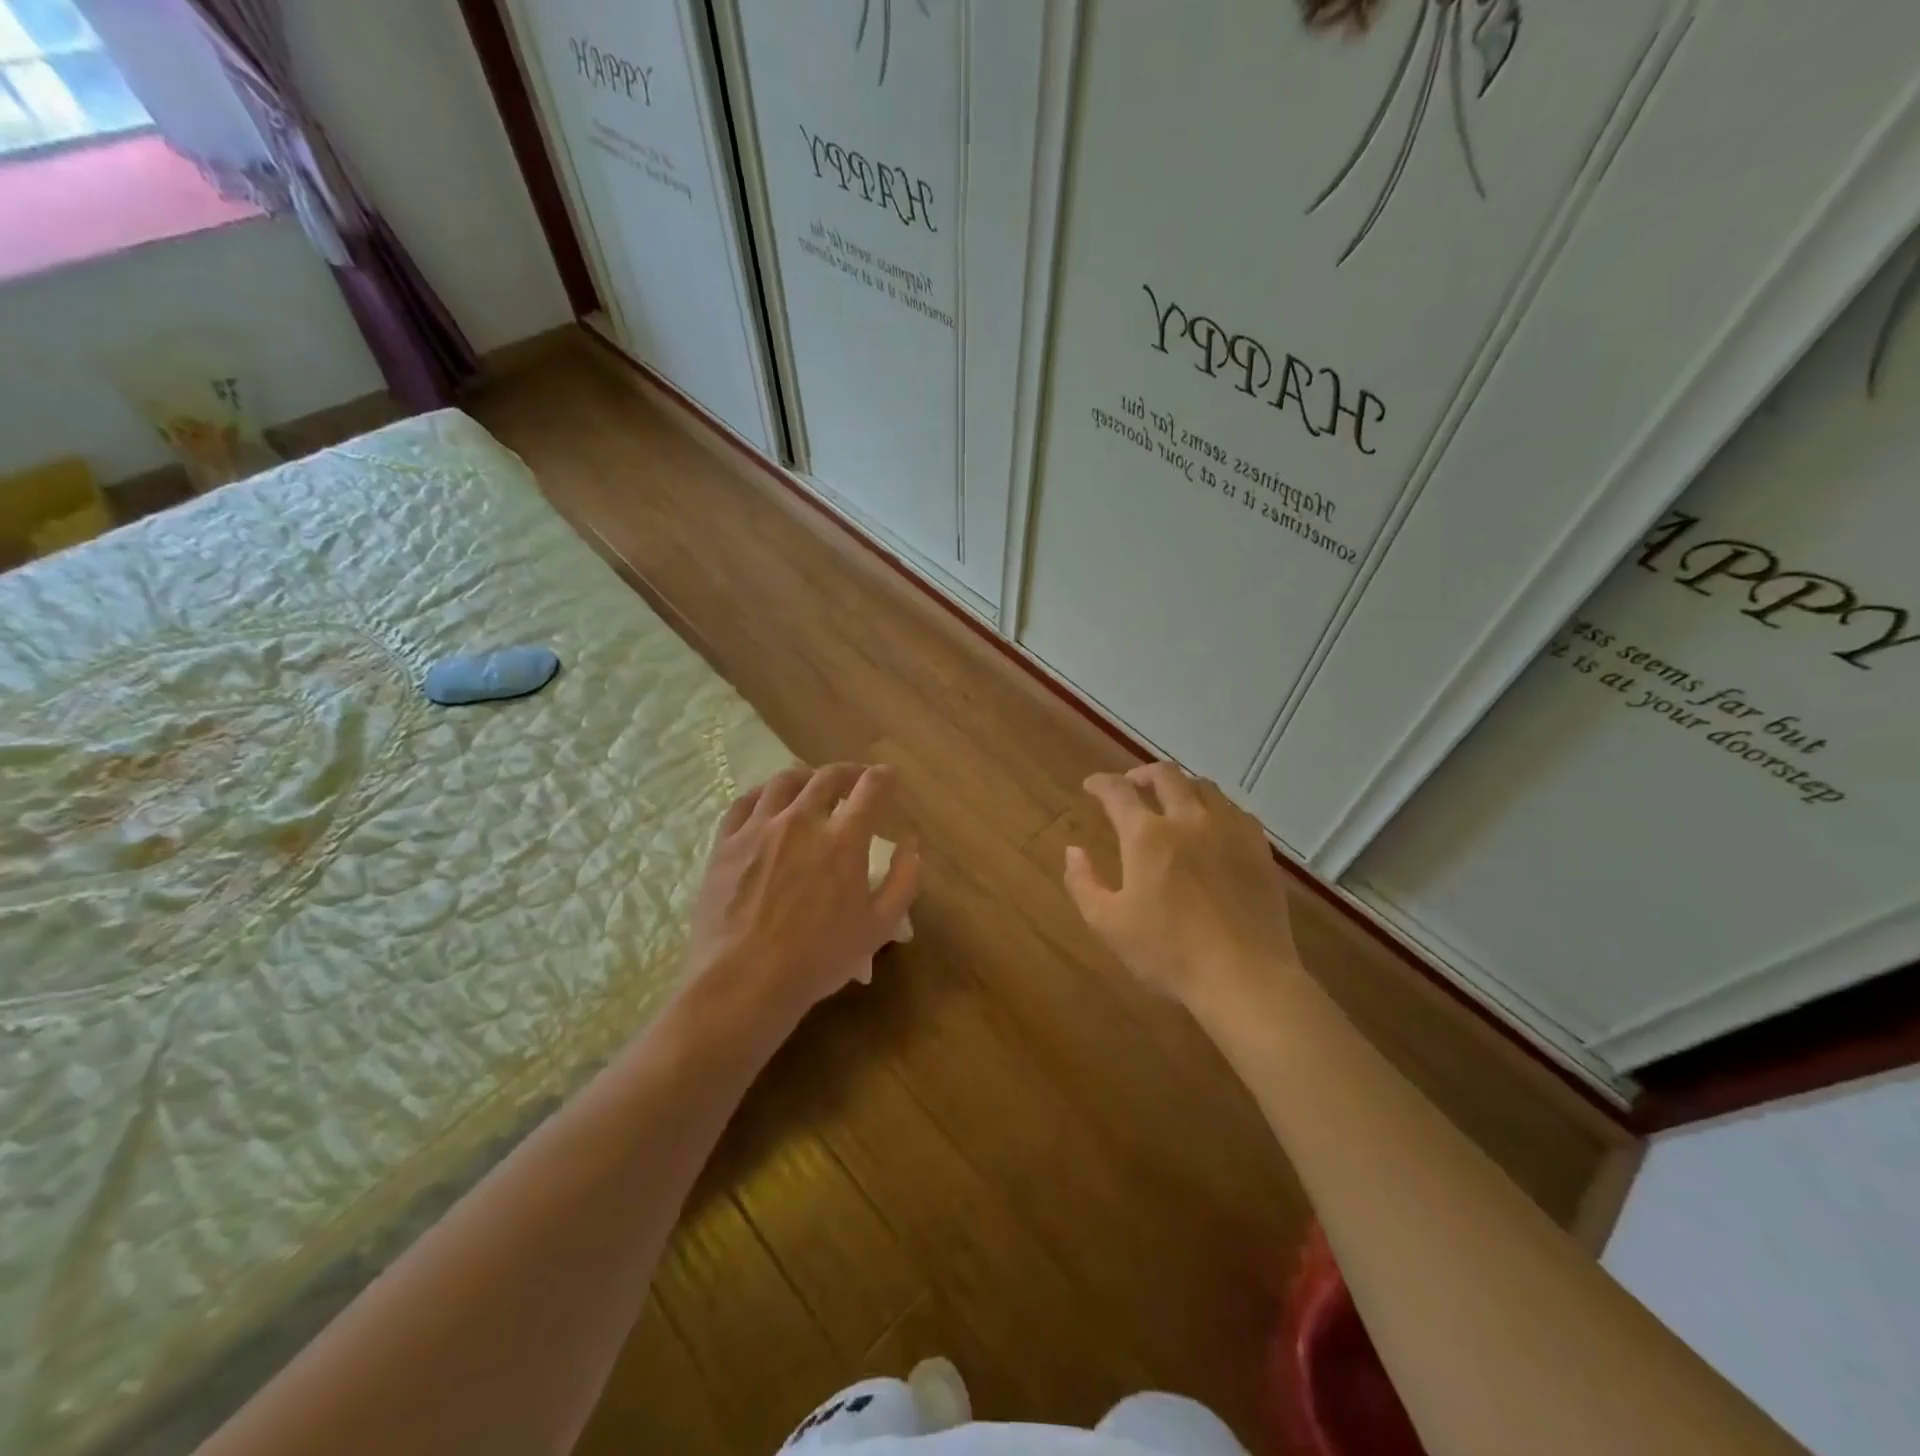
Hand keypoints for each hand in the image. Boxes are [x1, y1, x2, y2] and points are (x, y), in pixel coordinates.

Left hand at [684, 763, 920, 1032]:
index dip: (885, 778)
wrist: (743, 983)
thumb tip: (912, 844)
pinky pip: (745, 802)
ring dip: (806, 778)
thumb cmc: (817, 959)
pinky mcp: (726, 843)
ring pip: (784, 781)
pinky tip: (769, 803)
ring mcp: (758, 828)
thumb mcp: (878, 927)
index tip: (889, 779)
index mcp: (843, 840)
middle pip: (828, 776)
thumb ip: (903, 880)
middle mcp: (801, 821)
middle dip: (849, 772)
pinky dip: (764, 794)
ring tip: (812, 787)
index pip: (871, 788)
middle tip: (855, 781)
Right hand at [1064, 763, 1299, 1003]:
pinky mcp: (1259, 848)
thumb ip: (1083, 882)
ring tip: (1171, 802)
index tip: (1091, 785)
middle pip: (1165, 775)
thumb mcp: (1108, 924)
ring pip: (1204, 786)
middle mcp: (1189, 819)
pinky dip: (1214, 807)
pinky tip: (1212, 826)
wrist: (1245, 977)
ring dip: (1180, 786)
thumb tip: (1073, 850)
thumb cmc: (1169, 952)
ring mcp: (1229, 830)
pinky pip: (1235, 810)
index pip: (1118, 791)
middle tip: (1131, 786)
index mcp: (1147, 835)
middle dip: (1142, 774)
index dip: (1100, 783)